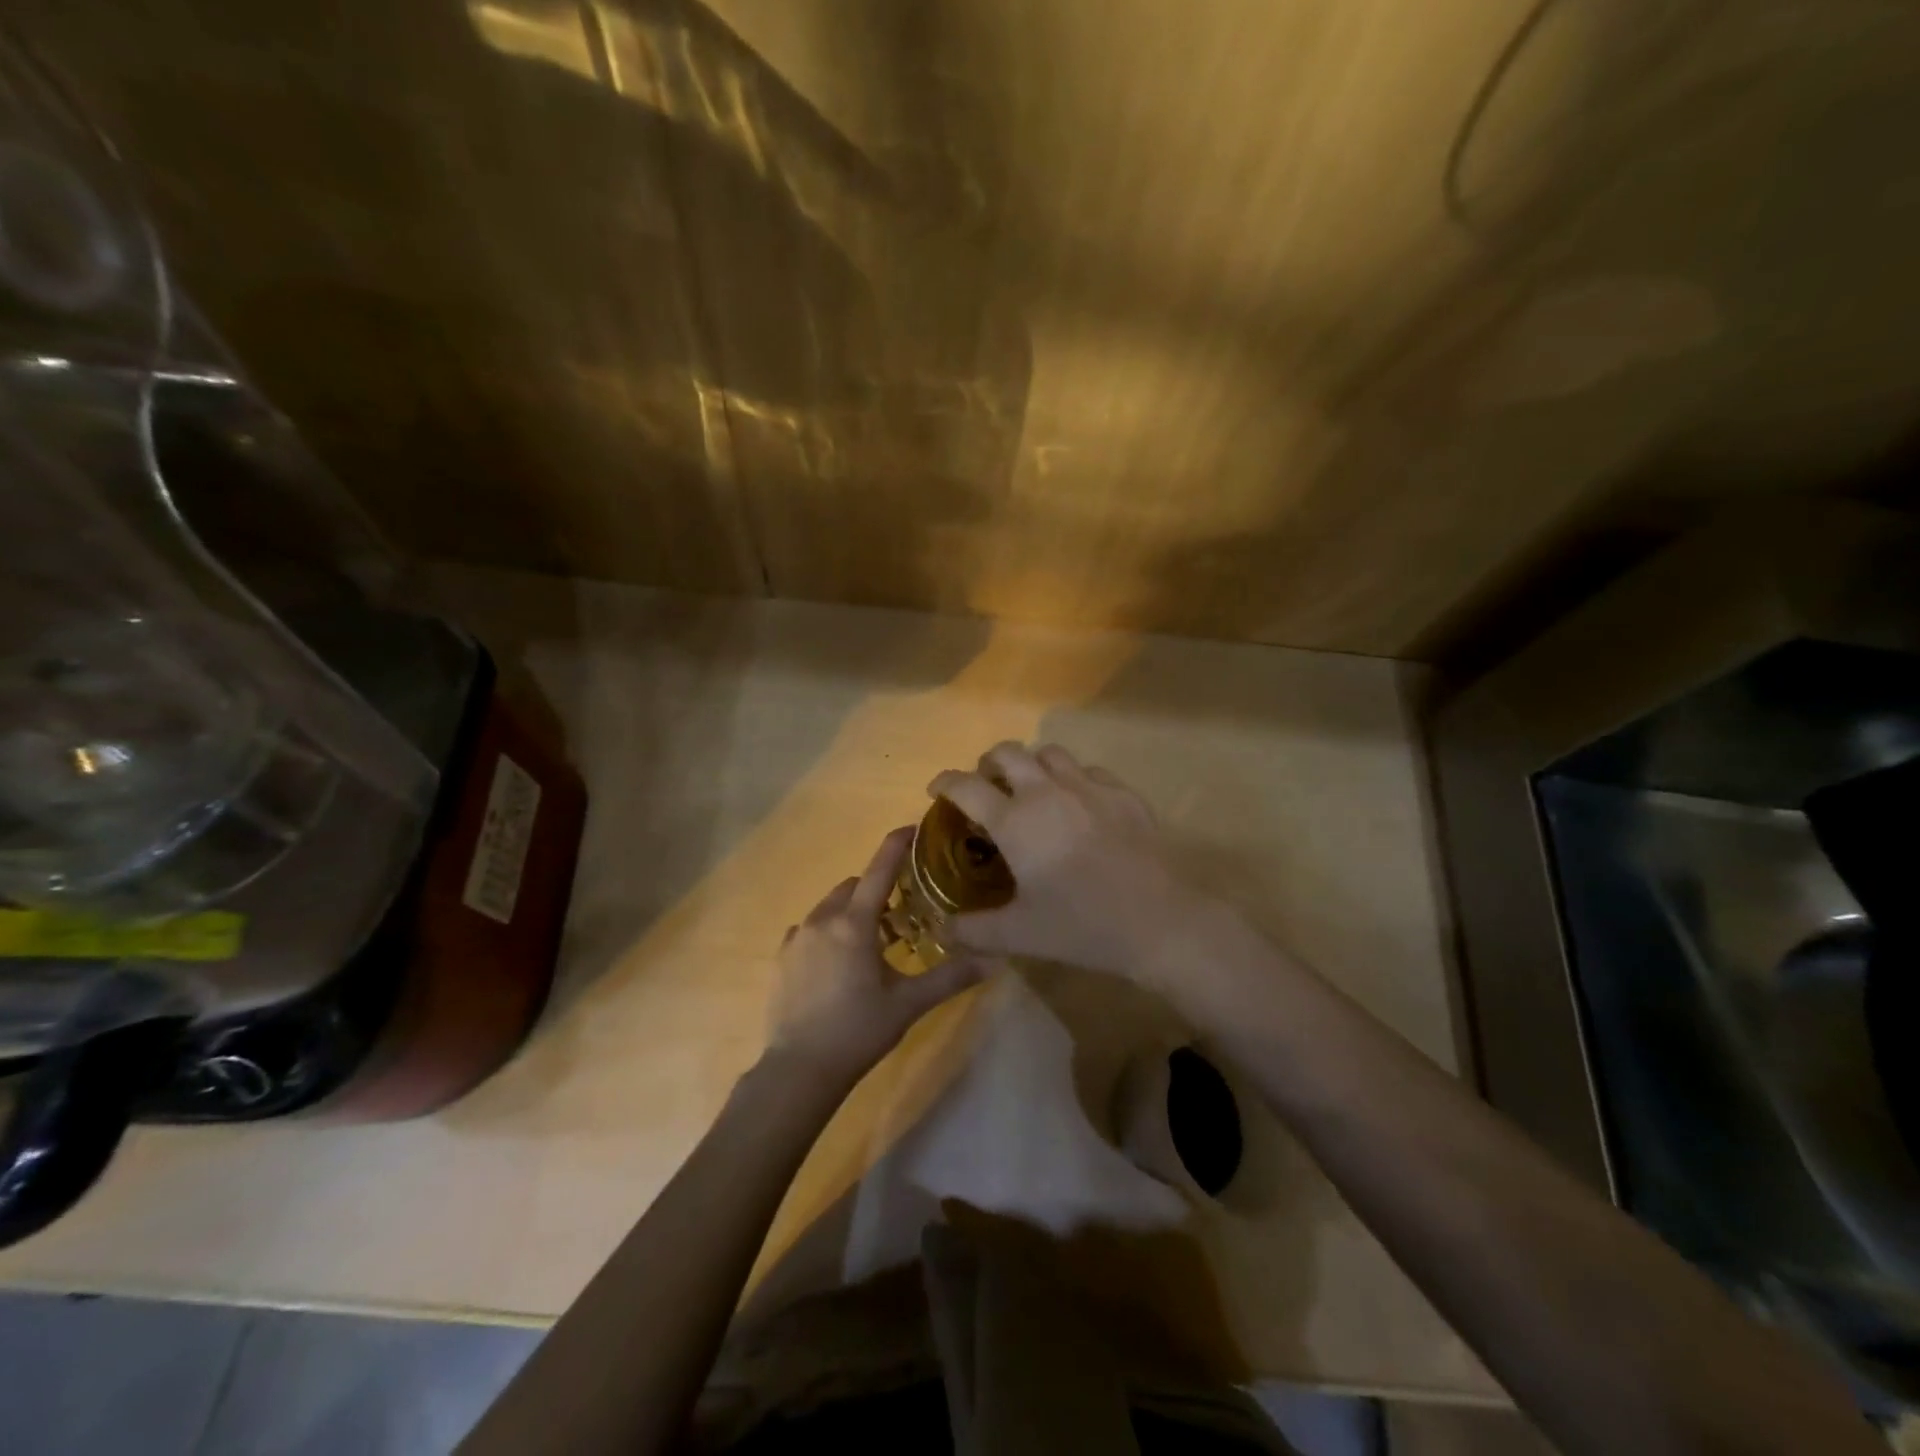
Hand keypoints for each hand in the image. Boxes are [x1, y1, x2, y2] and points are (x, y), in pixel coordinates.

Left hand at [766, 826, 988, 1088]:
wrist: (799, 1070)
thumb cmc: (858, 1030)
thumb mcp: (909, 1003)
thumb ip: (951, 977)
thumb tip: (995, 959)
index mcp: (854, 924)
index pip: (879, 870)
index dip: (896, 845)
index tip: (912, 828)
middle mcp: (822, 920)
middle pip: (854, 886)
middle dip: (877, 889)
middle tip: (900, 914)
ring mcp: (797, 938)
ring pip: (830, 907)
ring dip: (852, 911)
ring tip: (872, 941)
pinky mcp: (782, 958)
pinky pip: (810, 929)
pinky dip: (829, 931)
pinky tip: (839, 961)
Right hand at [928, 742, 1215, 979]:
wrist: (1158, 920)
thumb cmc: (1081, 925)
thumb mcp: (1019, 934)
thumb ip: (974, 930)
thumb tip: (944, 930)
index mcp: (1015, 820)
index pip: (966, 786)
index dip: (945, 783)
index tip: (937, 789)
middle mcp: (1047, 792)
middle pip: (1007, 753)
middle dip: (988, 763)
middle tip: (985, 786)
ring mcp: (1089, 787)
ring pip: (1050, 754)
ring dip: (1031, 764)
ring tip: (1031, 789)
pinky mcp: (1123, 793)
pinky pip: (1089, 771)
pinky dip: (1073, 778)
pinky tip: (1078, 804)